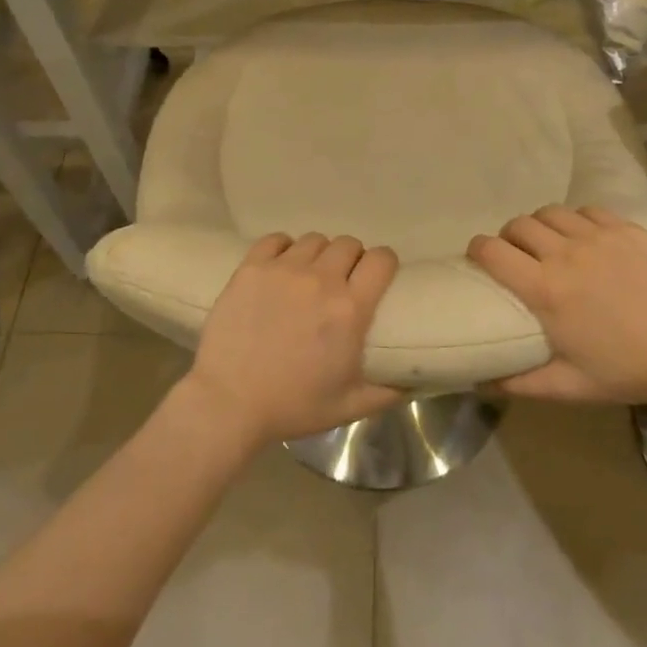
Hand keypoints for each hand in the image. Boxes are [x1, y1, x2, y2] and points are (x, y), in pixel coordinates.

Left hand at [184, 233, 403, 444]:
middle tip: (341, 281)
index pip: (381, 259)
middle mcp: (321, 280)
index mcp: (350, 309)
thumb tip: (417, 378)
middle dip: (351, 259)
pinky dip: (283, 248)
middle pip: (348, 244)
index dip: (384, 263)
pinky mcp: (251, 268)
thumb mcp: (350, 406)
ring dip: (318, 255)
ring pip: (314, 240)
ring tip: (309, 274)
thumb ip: (389, 391)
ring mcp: (283, 270)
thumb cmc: (293, 406)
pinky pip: (275, 240)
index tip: (378, 276)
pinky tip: (280, 266)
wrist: (229, 403)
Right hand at [469, 205, 646, 404]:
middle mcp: (565, 254)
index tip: (479, 256)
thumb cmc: (625, 372)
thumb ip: (519, 383)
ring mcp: (598, 237)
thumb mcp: (568, 386)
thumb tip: (480, 381)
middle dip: (509, 236)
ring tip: (550, 242)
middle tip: (517, 253)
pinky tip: (586, 237)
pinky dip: (578, 220)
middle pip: (519, 225)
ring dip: (542, 225)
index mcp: (544, 290)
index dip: (478, 248)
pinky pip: (589, 211)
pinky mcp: (627, 230)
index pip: (492, 251)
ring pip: (552, 213)